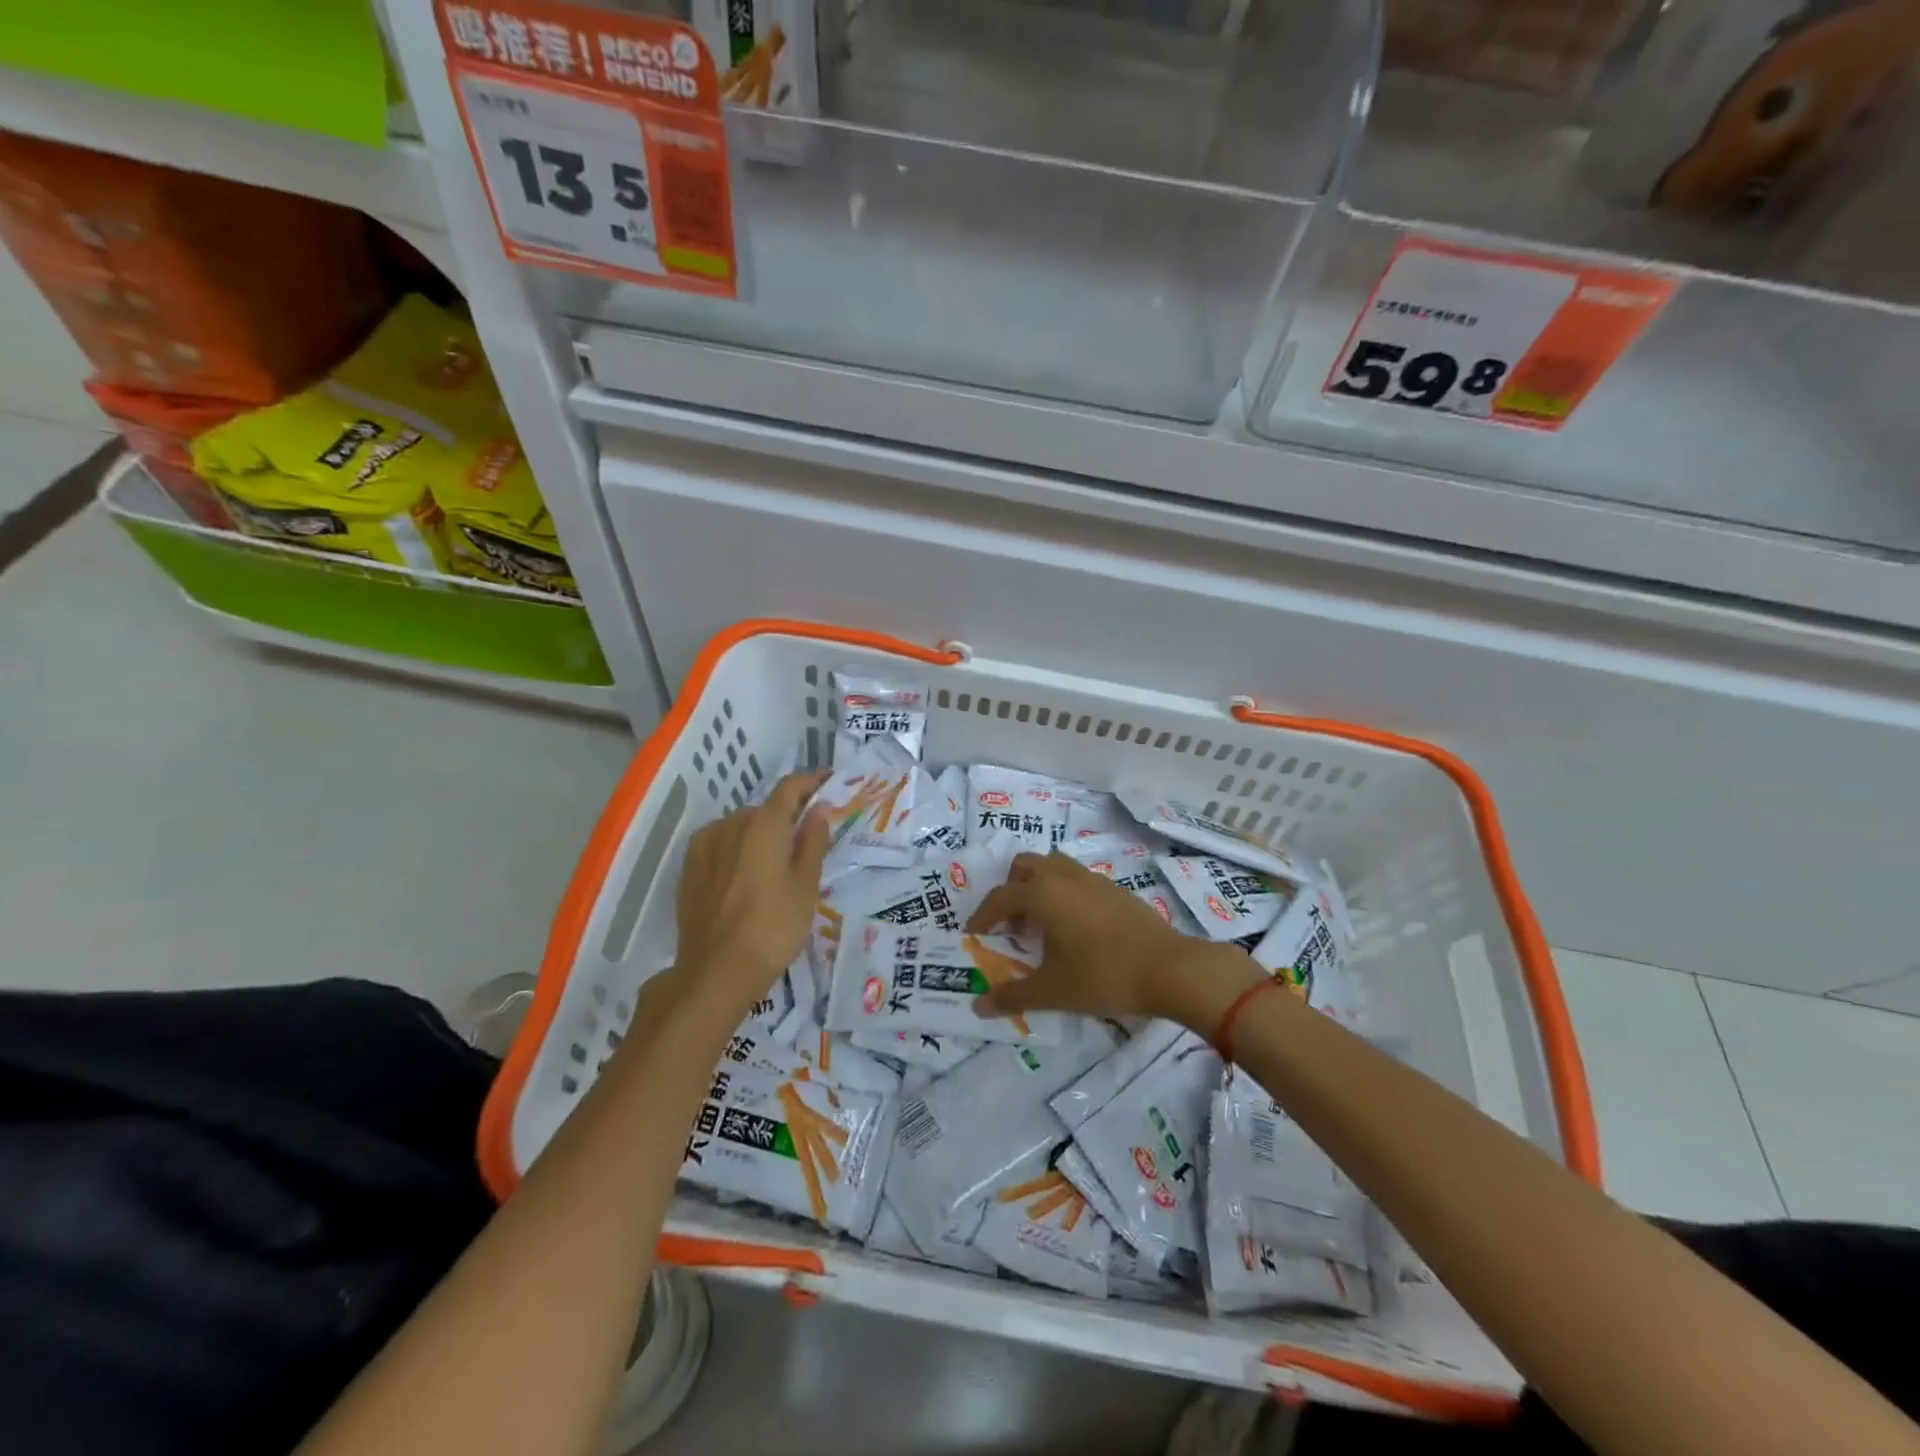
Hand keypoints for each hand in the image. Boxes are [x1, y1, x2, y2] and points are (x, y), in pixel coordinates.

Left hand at [672, 770, 830, 1015]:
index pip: (790, 788)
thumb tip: (818, 809)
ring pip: (740, 828)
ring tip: (774, 864)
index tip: (829, 781)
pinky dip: (737, 850)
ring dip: (759, 835)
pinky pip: (720, 845)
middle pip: (765, 809)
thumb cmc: (773, 927)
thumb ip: (813, 842)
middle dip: (786, 817)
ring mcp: (704, 846)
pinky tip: (745, 876)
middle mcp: (730, 824)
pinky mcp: (688, 869)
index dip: (811, 781)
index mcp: (764, 824)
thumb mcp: (806, 886)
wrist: (716, 971)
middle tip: (805, 839)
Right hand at [964, 852, 1261, 1028]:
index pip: (1000, 897)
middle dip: (1010, 891)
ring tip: (1040, 924)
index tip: (974, 935)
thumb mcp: (1053, 991)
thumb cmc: (1104, 976)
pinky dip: (1062, 893)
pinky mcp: (1115, 888)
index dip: (983, 916)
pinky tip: (1073, 928)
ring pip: (1053, 867)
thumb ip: (1013, 995)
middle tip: (1010, 925)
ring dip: (1037, 887)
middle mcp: (1064, 876)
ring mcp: (1092, 879)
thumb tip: (978, 1006)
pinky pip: (1076, 879)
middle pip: (1024, 867)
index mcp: (1043, 893)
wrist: (1170, 969)